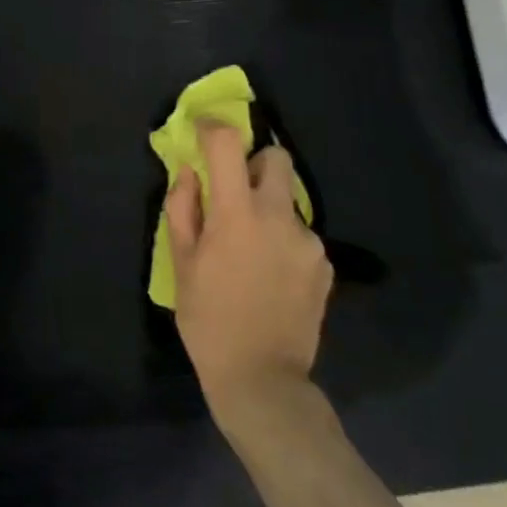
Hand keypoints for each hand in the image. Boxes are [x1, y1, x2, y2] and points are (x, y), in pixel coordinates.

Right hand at [167, 122, 333, 435]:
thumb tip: (190, 172)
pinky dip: (283, 238)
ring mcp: (309, 241)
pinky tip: (270, 272)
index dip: (212, 127)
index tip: (200, 129)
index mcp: (237, 214)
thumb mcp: (181, 264)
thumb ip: (183, 208)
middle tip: (234, 190)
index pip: (228, 144)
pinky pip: (300, 233)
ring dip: (267, 206)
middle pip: (276, 158)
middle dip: (253, 162)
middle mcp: (279, 216)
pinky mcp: (324, 264)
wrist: (262, 379)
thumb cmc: (208, 319)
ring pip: (288, 199)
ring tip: (250, 247)